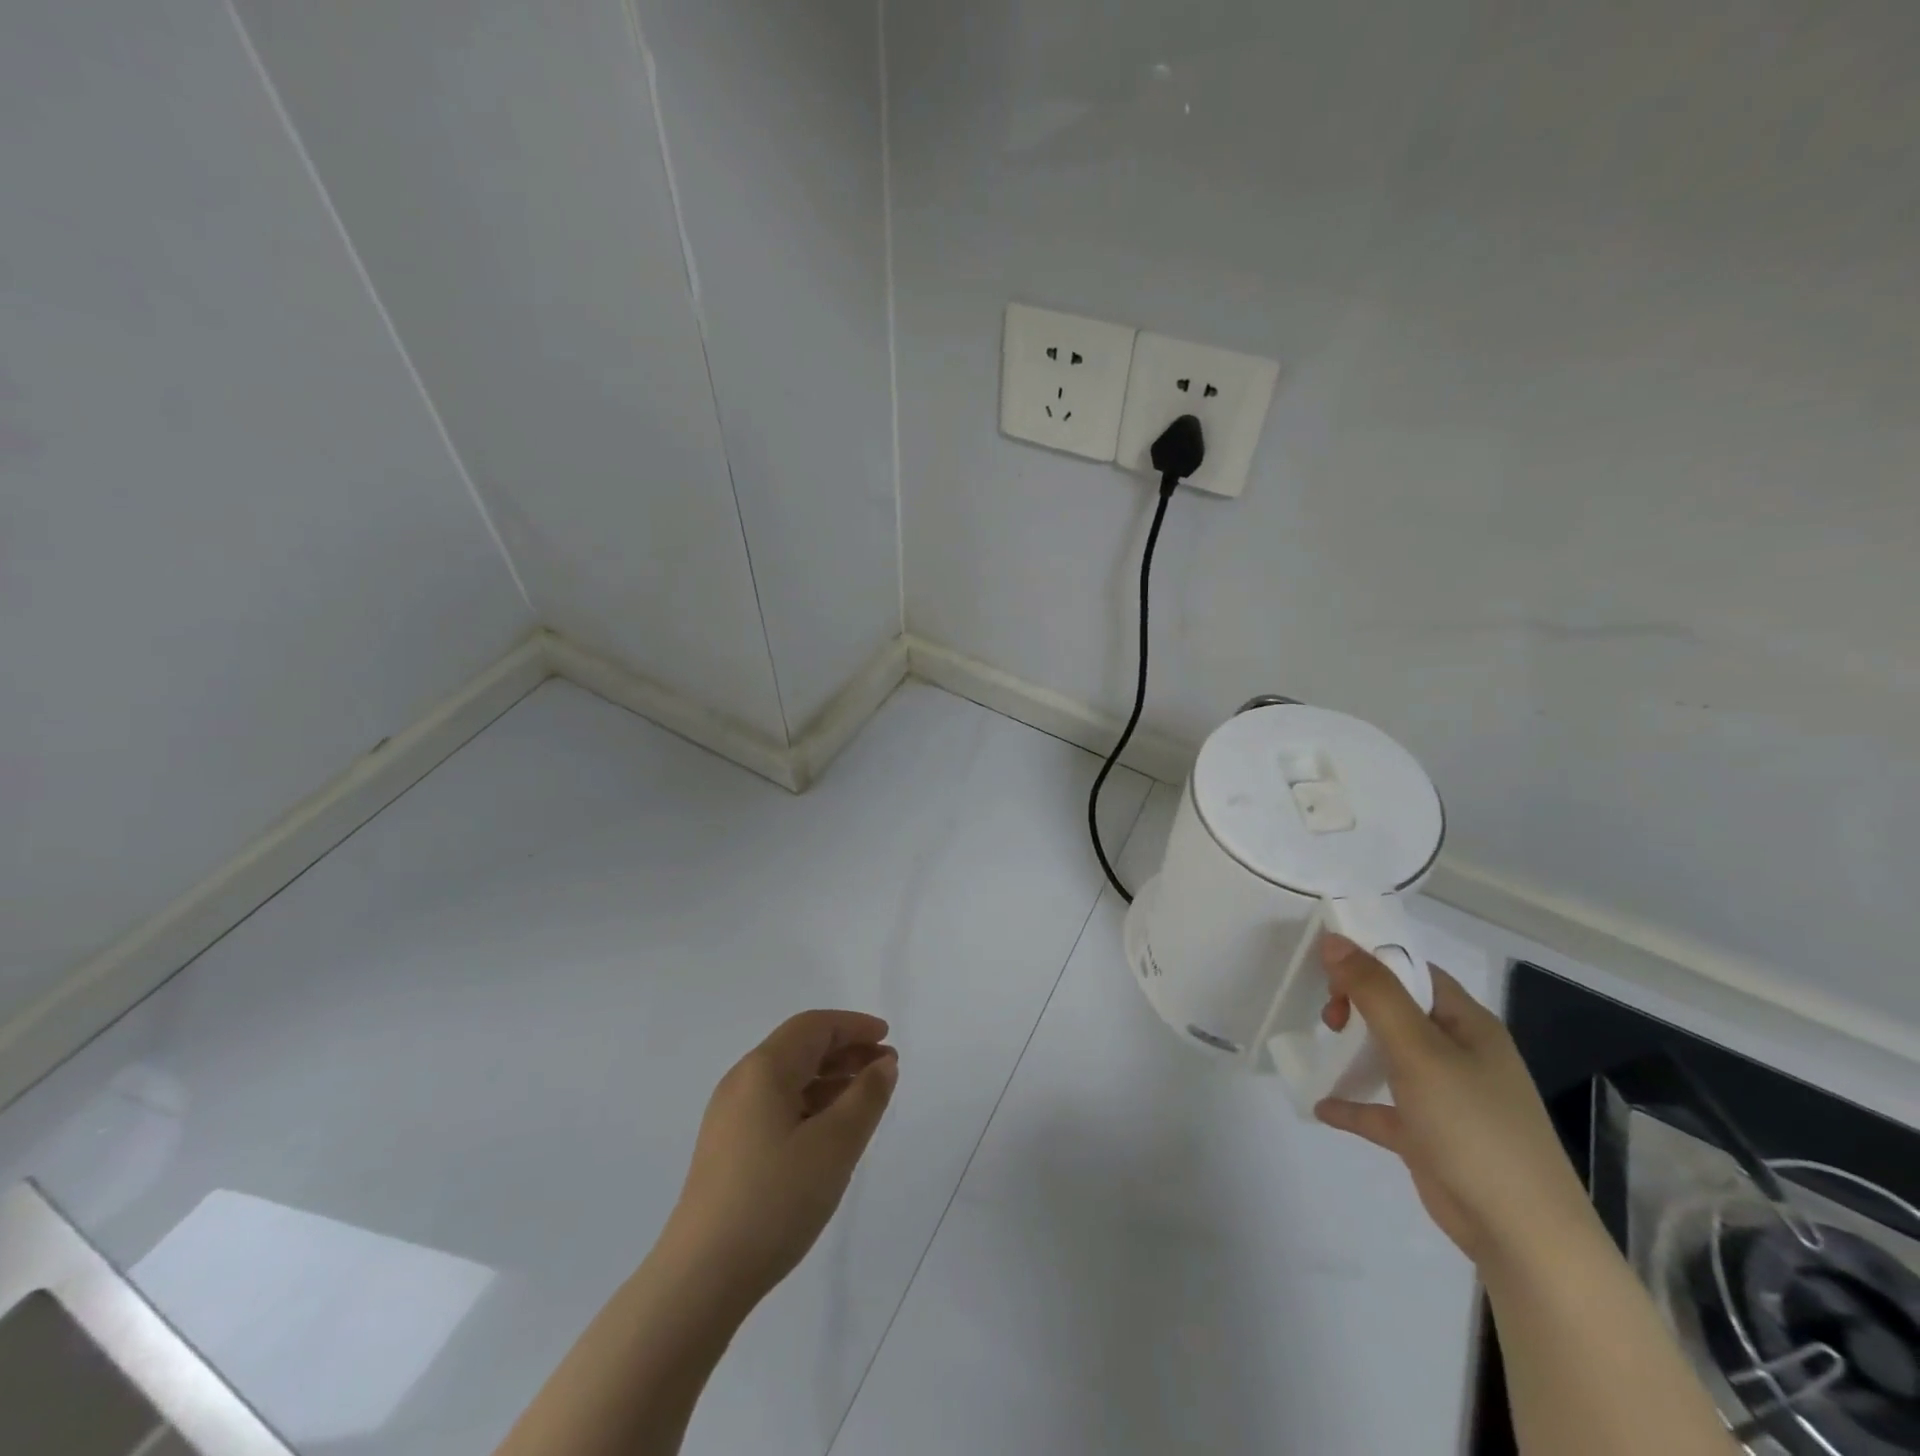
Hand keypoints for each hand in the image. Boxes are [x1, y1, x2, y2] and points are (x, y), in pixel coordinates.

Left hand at [663, 1010, 897, 1311]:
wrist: (701, 1278)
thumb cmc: (775, 1199)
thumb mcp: (835, 1145)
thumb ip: (866, 1098)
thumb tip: (883, 1064)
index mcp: (763, 1069)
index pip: (814, 1026)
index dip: (854, 1025)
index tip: (888, 1038)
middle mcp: (742, 1082)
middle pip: (800, 1048)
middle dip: (846, 1051)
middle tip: (885, 1069)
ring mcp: (730, 1117)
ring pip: (789, 1079)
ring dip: (830, 1079)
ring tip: (866, 1099)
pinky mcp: (728, 1149)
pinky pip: (777, 1106)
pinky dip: (811, 1104)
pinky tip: (830, 1131)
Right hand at [1313, 935, 1603, 1271]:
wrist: (1523, 1236)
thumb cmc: (1473, 1126)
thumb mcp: (1418, 1050)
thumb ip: (1374, 993)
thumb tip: (1334, 940)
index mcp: (1467, 1024)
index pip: (1414, 972)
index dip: (1371, 962)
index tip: (1327, 971)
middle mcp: (1459, 1053)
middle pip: (1398, 1010)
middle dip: (1357, 1004)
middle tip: (1329, 1019)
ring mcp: (1446, 1097)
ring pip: (1390, 1056)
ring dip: (1354, 1049)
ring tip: (1320, 1046)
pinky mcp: (1430, 1136)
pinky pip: (1383, 1109)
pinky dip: (1353, 1103)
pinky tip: (1322, 1106)